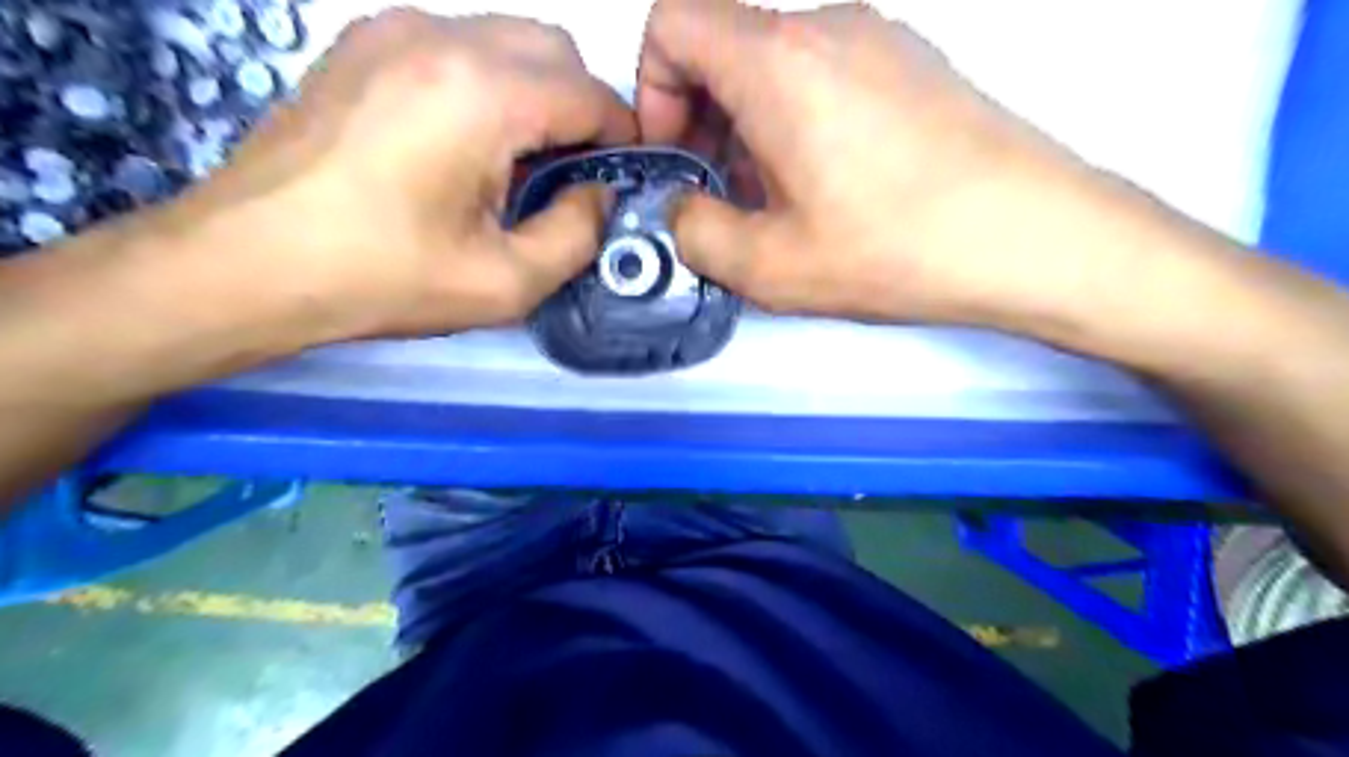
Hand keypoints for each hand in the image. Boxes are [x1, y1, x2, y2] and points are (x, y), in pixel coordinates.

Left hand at [162, 9, 639, 338]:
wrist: (245, 263)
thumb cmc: (382, 279)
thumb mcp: (505, 283)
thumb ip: (578, 234)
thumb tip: (599, 194)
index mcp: (483, 93)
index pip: (591, 94)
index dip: (620, 140)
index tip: (614, 184)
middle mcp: (442, 36)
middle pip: (554, 51)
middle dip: (580, 110)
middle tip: (565, 178)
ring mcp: (393, 29)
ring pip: (507, 41)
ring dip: (534, 96)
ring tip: (512, 165)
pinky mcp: (362, 42)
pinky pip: (457, 45)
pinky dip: (487, 85)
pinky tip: (462, 144)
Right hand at [638, 1, 1128, 325]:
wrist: (1033, 236)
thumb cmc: (901, 247)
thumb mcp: (770, 266)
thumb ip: (695, 234)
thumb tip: (680, 211)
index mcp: (778, 62)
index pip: (673, 22)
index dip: (652, 88)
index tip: (676, 152)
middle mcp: (826, 25)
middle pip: (723, 42)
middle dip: (700, 117)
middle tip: (721, 191)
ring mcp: (877, 37)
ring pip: (773, 61)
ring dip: (749, 124)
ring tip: (775, 199)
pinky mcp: (910, 63)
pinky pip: (823, 73)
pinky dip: (797, 120)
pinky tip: (825, 186)